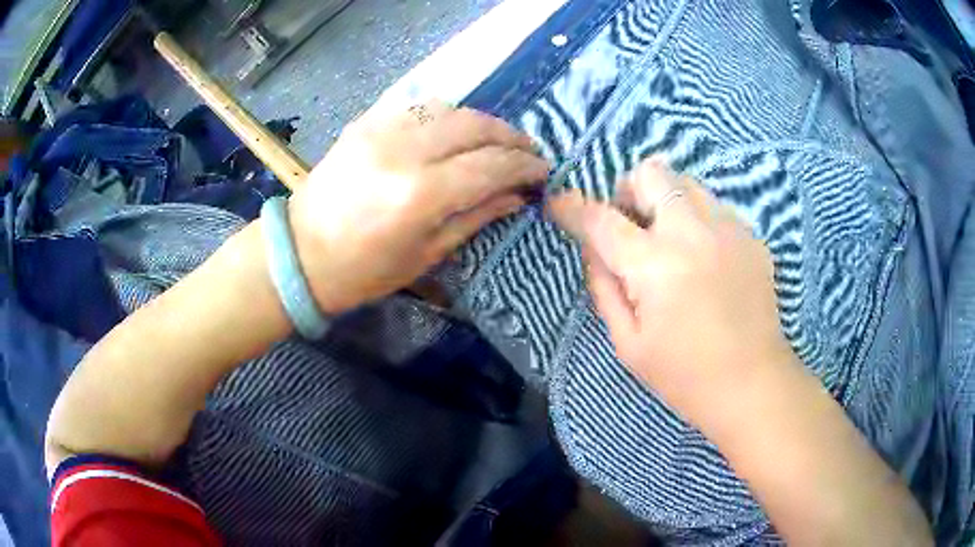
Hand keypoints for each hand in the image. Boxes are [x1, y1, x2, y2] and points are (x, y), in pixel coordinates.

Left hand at [289, 102, 548, 313]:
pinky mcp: (365, 123)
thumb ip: (475, 217)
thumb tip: (516, 196)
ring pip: (449, 108)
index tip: (543, 170)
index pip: (490, 166)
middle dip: (510, 136)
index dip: (523, 166)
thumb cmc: (362, 272)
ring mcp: (380, 130)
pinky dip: (446, 114)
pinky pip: (417, 106)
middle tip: (527, 150)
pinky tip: (455, 130)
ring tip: (496, 139)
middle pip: (474, 126)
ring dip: (480, 121)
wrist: (299, 254)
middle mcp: (403, 151)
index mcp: (420, 195)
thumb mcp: (425, 255)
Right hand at [548, 159, 796, 433]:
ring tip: (669, 239)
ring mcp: (728, 229)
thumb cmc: (684, 375)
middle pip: (650, 173)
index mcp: (655, 265)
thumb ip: (604, 287)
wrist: (752, 383)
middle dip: (628, 191)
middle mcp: (692, 232)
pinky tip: (704, 257)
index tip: (558, 204)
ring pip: (686, 181)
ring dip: (665, 200)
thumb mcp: (627, 343)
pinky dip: (697, 219)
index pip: (600, 218)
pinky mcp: (751, 237)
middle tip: (630, 225)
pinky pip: (714, 207)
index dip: (571, 207)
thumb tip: (594, 247)